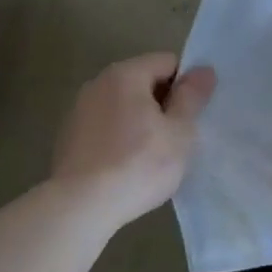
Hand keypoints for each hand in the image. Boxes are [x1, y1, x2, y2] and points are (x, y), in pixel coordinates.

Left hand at [51, 54, 214, 227]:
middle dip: (163, 104)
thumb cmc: (138, 165)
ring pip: (124, 106)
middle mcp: (98, 83)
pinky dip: (120, 138)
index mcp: (126, 74)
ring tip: (152, 156)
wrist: (79, 208)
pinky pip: (106, 126)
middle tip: (177, 138)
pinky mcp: (68, 138)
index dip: (186, 85)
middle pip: (144, 81)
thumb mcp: (179, 132)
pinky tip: (126, 167)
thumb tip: (203, 70)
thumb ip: (192, 97)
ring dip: (142, 121)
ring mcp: (79, 110)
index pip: (167, 62)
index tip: (191, 116)